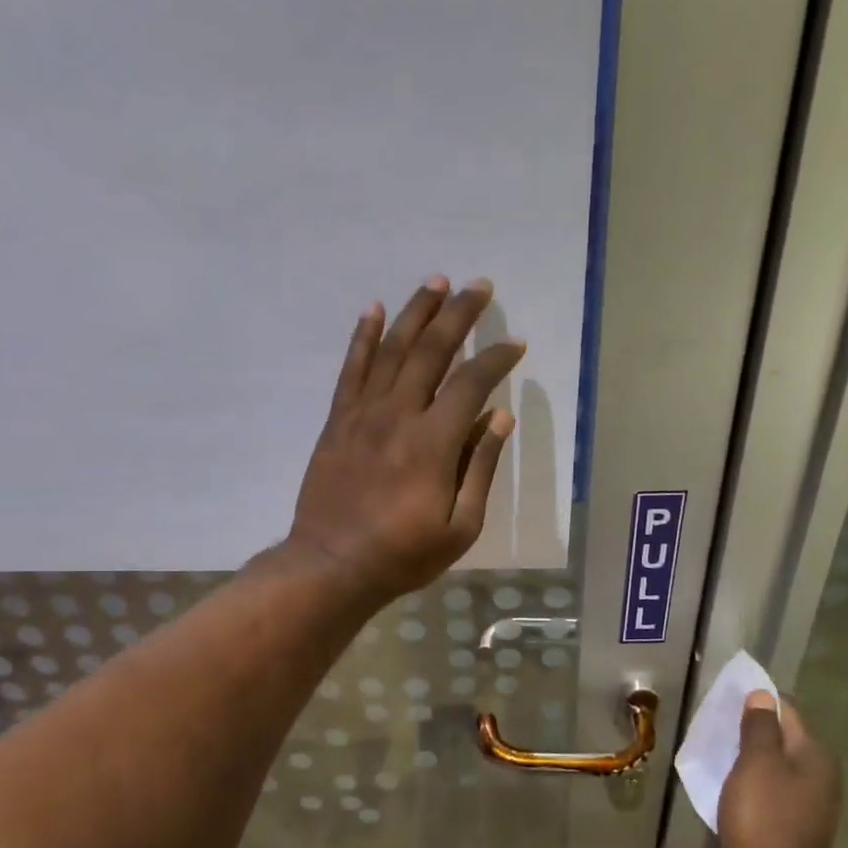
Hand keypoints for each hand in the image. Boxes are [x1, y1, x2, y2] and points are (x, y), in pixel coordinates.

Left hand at [285, 275, 525, 602]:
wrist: (332, 565)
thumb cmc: (403, 555)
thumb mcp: (460, 527)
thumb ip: (479, 468)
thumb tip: (500, 417)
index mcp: (434, 443)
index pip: (471, 382)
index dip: (496, 358)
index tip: (515, 344)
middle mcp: (399, 415)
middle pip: (432, 350)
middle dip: (459, 314)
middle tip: (479, 286)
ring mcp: (363, 414)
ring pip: (392, 349)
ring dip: (416, 312)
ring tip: (436, 282)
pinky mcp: (338, 421)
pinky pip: (351, 369)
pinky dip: (363, 336)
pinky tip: (374, 310)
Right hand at [719, 692, 843, 847]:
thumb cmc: (764, 817)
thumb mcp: (756, 763)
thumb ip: (759, 727)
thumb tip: (762, 696)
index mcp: (815, 753)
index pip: (786, 711)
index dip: (756, 703)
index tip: (725, 706)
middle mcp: (821, 773)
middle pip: (783, 738)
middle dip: (752, 731)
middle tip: (717, 731)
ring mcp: (813, 801)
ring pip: (777, 765)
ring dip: (751, 758)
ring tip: (720, 758)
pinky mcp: (798, 823)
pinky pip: (774, 789)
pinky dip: (754, 783)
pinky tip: (734, 789)